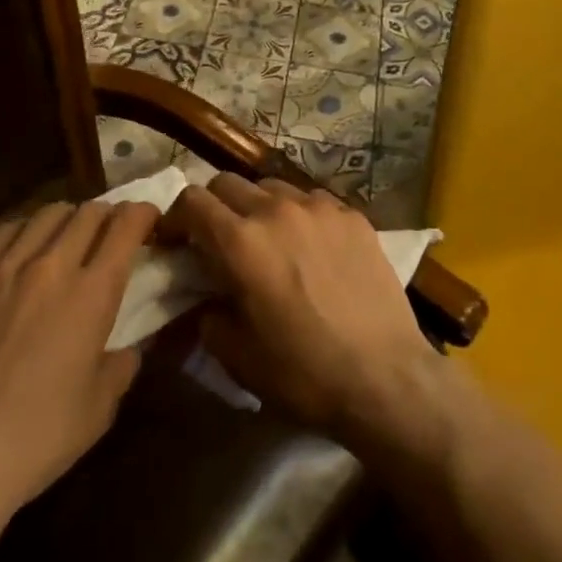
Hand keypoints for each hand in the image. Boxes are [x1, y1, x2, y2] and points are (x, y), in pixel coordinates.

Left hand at [0, 200, 158, 521]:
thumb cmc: (36, 438)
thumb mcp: (100, 409)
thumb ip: (121, 366)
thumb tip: (127, 349)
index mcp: (92, 294)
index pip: (125, 227)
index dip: (143, 213)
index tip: (149, 219)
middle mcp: (51, 266)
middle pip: (88, 212)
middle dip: (108, 214)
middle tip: (111, 232)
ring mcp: (3, 268)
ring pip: (46, 214)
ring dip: (67, 219)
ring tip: (67, 237)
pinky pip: (2, 232)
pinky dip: (24, 230)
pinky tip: (22, 249)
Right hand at [161, 174, 442, 449]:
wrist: (385, 378)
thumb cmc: (304, 373)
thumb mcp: (237, 356)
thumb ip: (208, 316)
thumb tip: (205, 297)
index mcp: (241, 242)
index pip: (192, 200)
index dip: (176, 218)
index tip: (176, 242)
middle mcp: (277, 210)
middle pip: (228, 183)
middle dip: (213, 207)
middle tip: (219, 241)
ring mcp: (319, 207)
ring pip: (271, 186)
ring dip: (257, 207)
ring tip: (268, 240)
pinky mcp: (353, 215)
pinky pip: (313, 200)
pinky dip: (299, 215)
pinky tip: (311, 248)